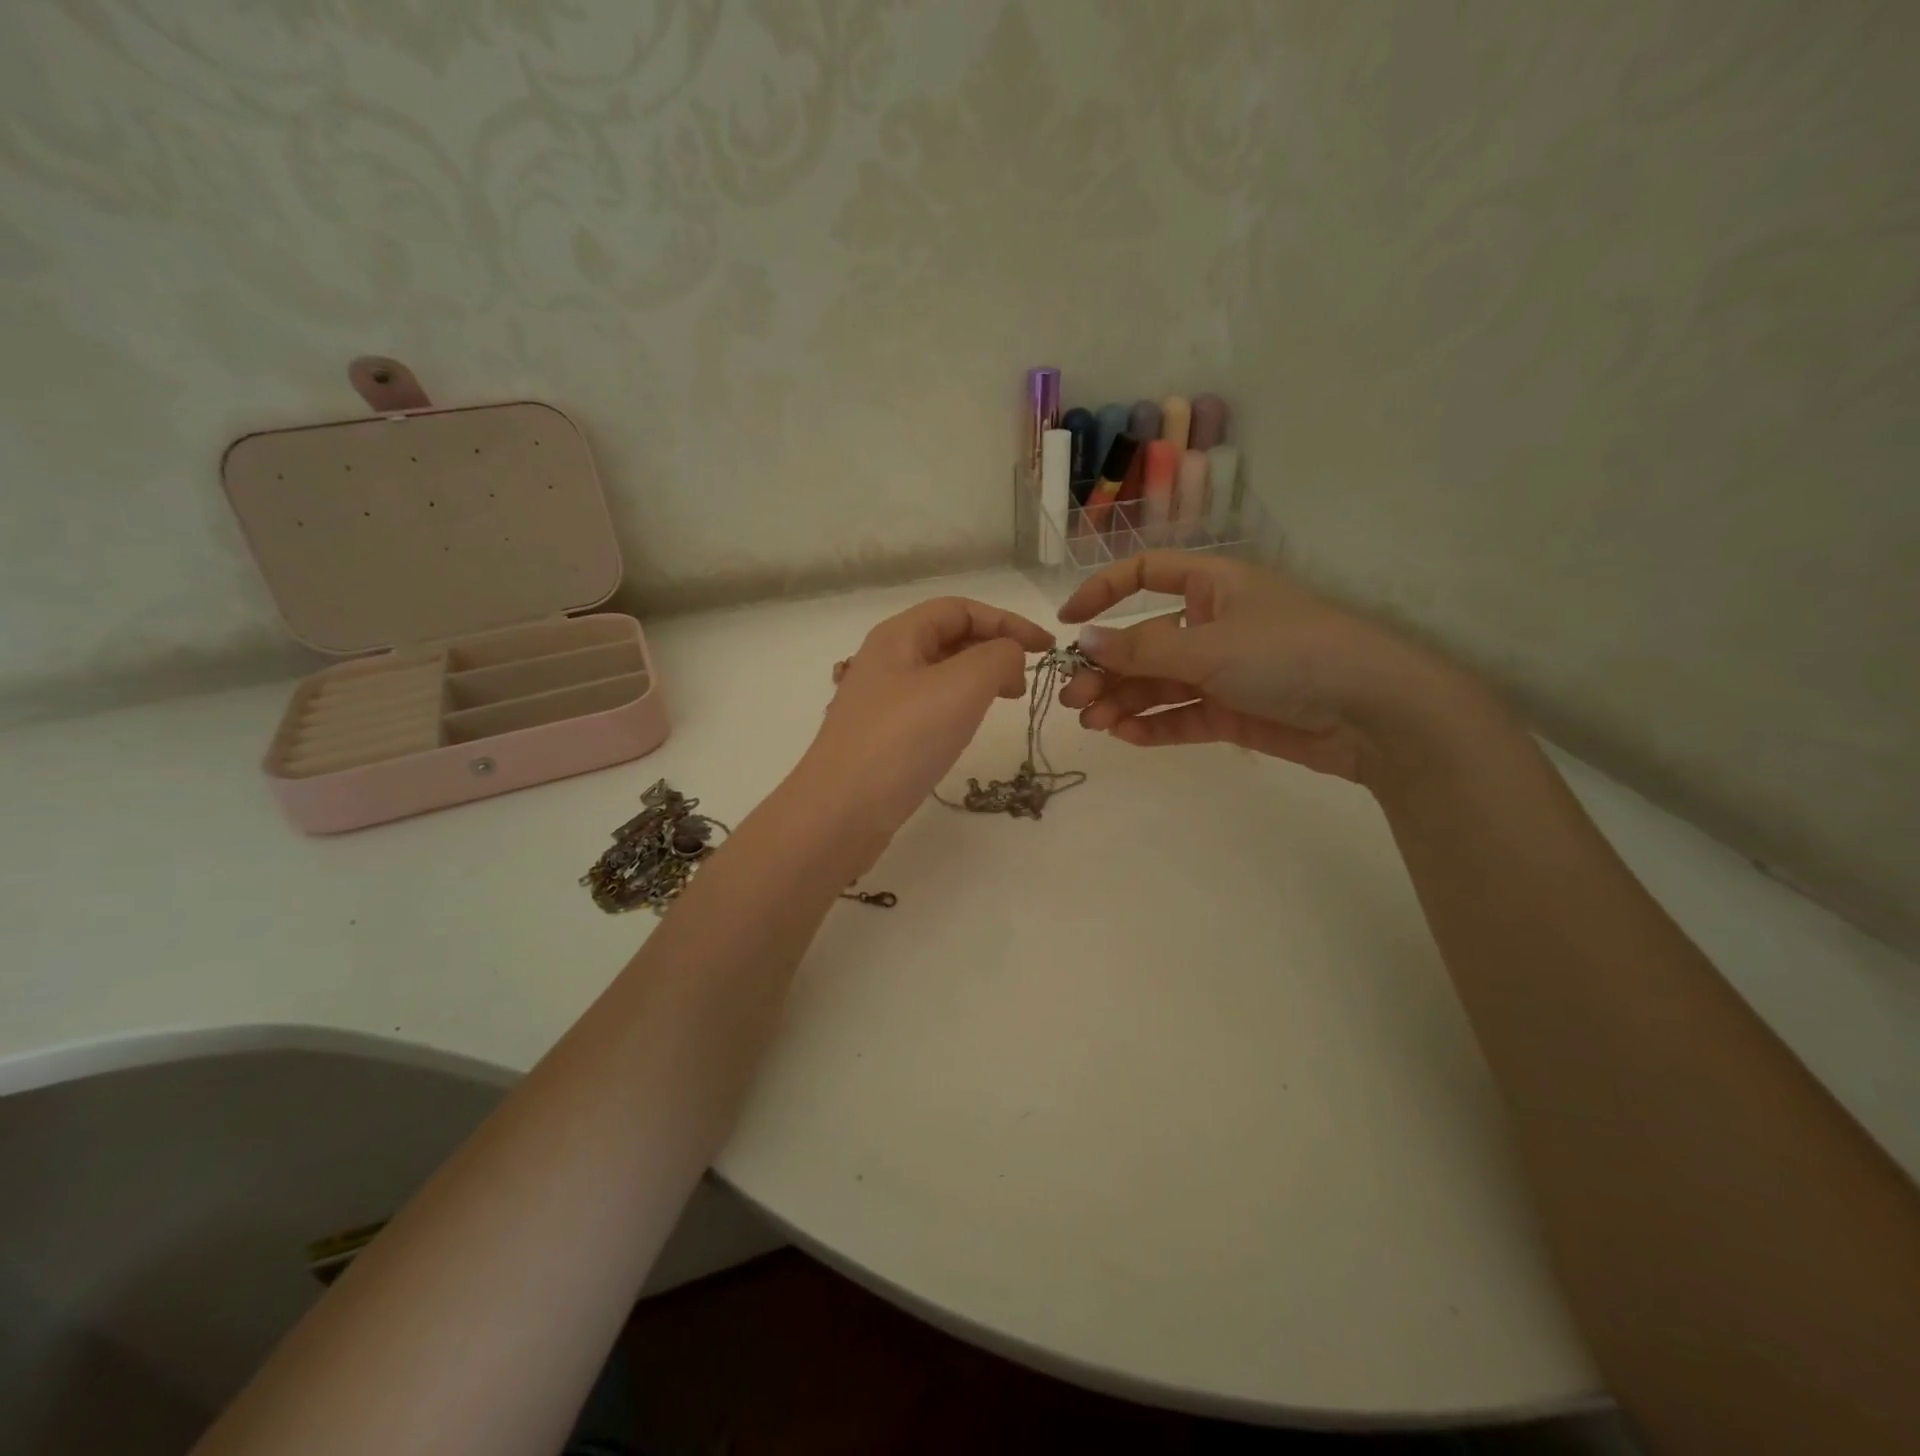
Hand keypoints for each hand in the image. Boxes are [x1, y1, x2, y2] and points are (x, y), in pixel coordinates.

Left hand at [799, 596, 1054, 839]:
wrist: (840, 812)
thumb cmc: (902, 740)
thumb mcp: (962, 686)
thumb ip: (998, 657)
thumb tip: (1009, 656)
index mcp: (898, 635)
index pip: (960, 609)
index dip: (1007, 621)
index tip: (1046, 648)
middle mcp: (885, 660)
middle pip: (948, 637)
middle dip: (993, 648)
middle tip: (1026, 680)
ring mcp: (881, 700)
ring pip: (940, 673)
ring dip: (978, 678)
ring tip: (1005, 700)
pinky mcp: (883, 736)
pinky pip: (929, 705)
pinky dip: (959, 705)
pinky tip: (968, 726)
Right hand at [1056, 552, 1472, 786]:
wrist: (1374, 714)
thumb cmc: (1290, 655)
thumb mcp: (1210, 646)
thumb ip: (1142, 649)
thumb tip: (1083, 641)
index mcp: (1213, 587)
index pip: (1147, 574)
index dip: (1103, 592)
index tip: (1068, 623)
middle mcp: (1213, 624)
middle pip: (1144, 640)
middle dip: (1107, 668)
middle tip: (1075, 699)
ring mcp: (1223, 671)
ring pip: (1158, 684)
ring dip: (1123, 701)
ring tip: (1094, 724)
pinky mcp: (1232, 713)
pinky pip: (1181, 716)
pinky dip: (1153, 726)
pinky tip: (1125, 736)